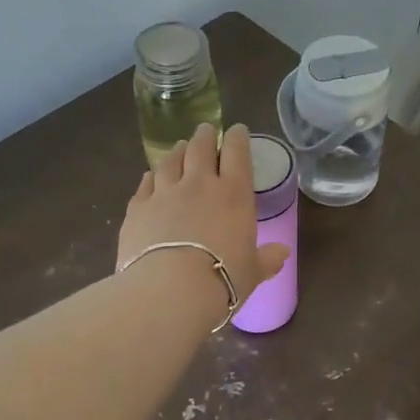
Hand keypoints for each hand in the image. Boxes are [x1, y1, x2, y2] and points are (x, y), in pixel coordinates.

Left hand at [117, 123, 289, 307]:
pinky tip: (151, 176)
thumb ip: (267, 259)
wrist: (170, 289)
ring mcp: (164, 193)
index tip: (238, 130)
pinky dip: (150, 177)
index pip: (238, 154)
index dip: (238, 138)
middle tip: (206, 130)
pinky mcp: (137, 208)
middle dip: (205, 136)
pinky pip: (145, 184)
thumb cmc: (222, 278)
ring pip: (170, 161)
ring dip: (176, 151)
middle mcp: (199, 184)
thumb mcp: (252, 272)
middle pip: (200, 148)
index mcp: (234, 194)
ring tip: (179, 147)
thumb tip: (282, 253)